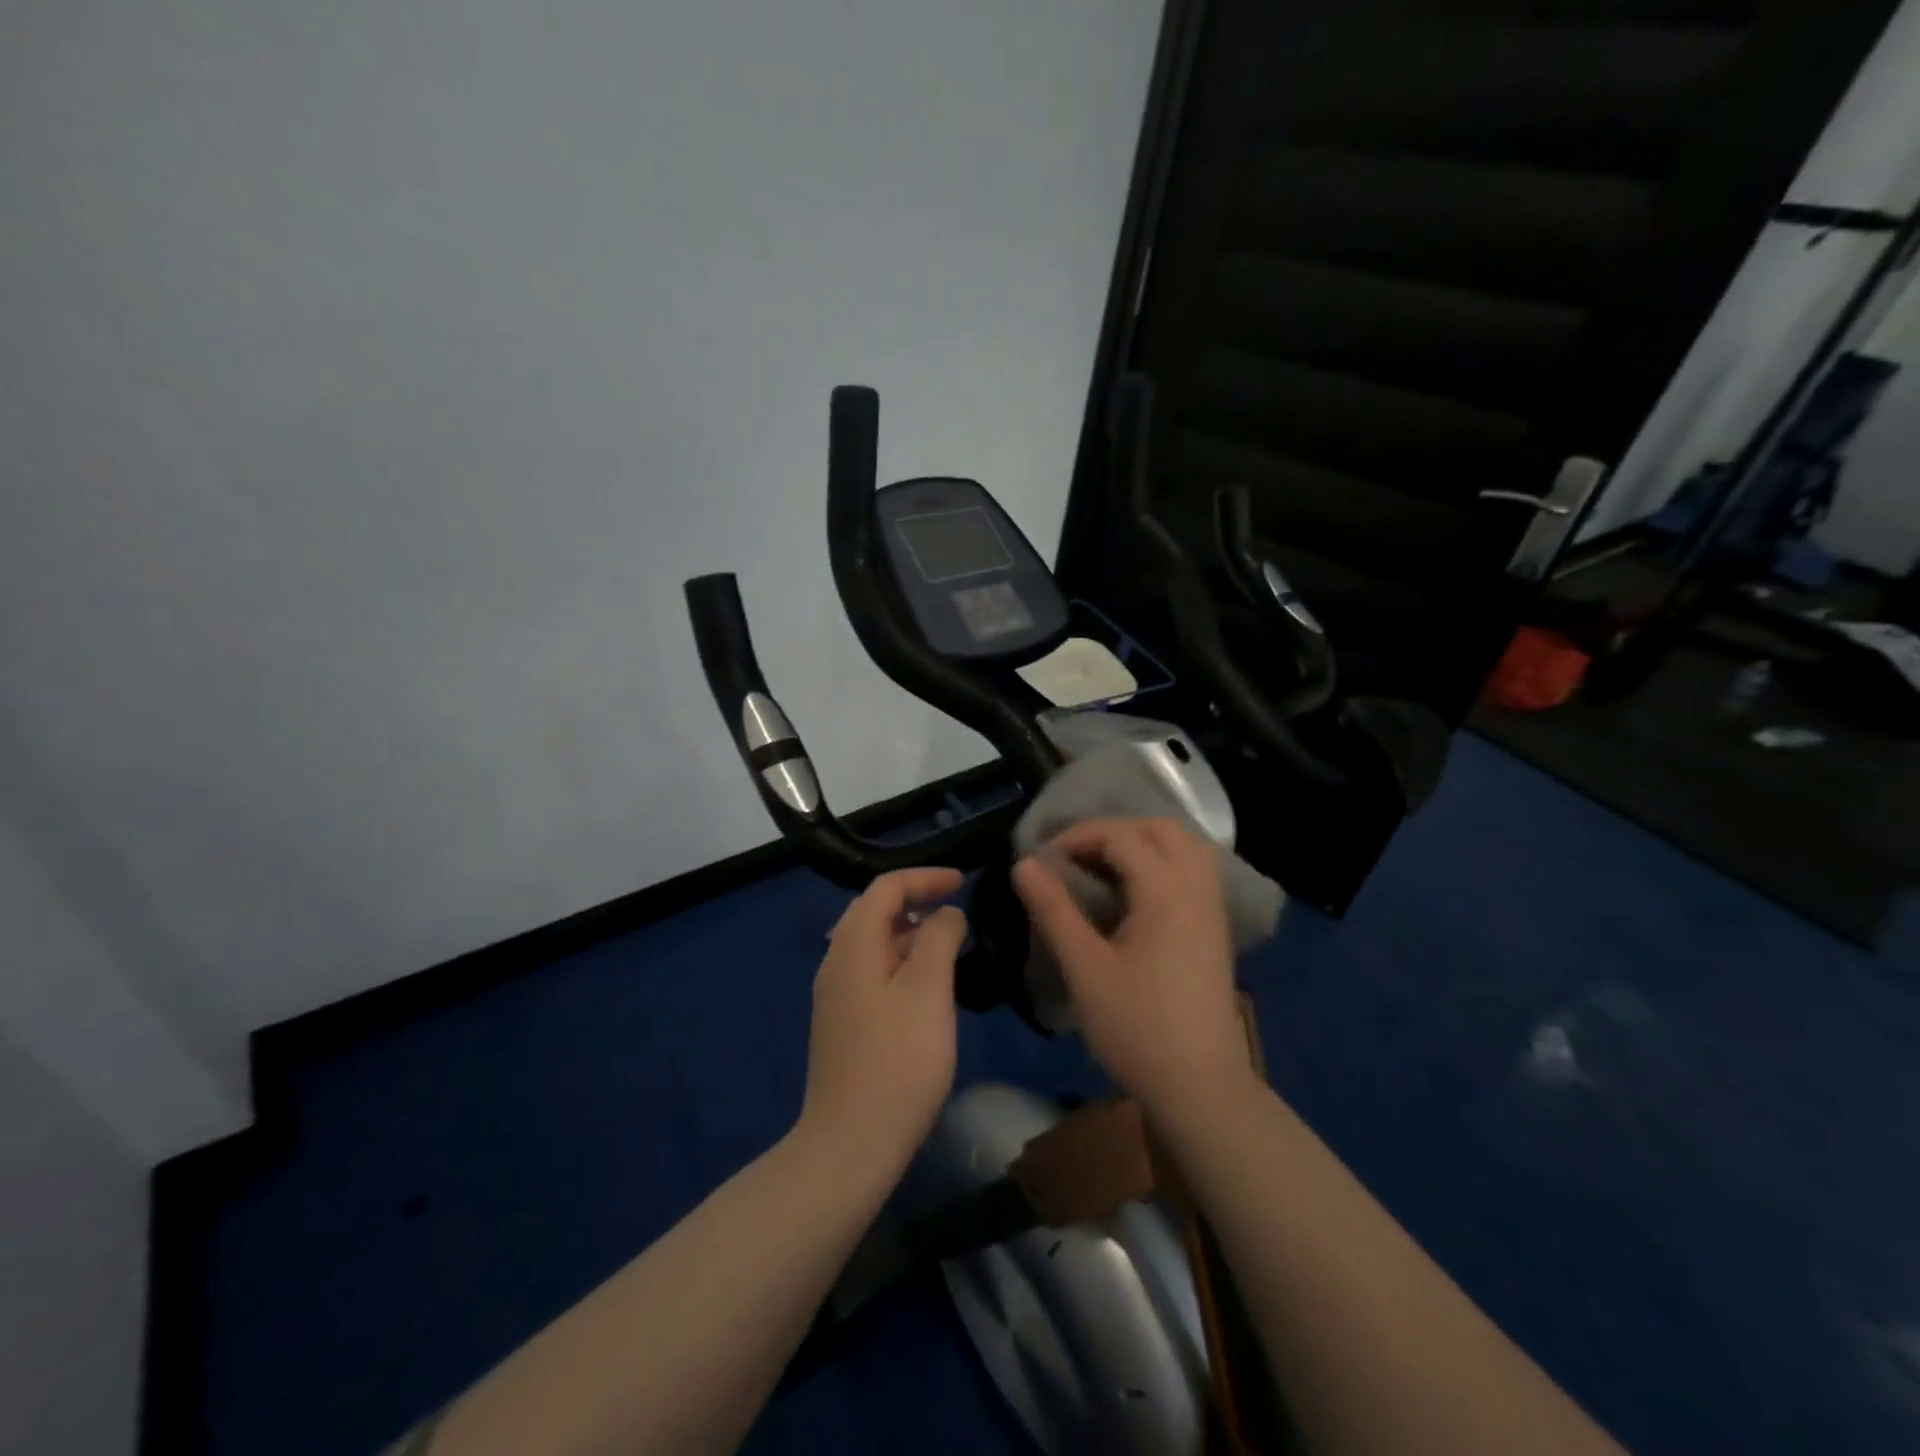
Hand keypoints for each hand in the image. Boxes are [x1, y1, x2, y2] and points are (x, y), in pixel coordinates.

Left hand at [798, 867, 967, 1171]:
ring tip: (950, 945)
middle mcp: (836, 961)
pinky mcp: (843, 1023)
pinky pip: (873, 972)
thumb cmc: (898, 1059)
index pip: (885, 888)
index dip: (925, 878)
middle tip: (958, 909)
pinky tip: (927, 987)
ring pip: (874, 944)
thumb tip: (945, 913)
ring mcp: (836, 995)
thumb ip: (939, 938)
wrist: (851, 1144)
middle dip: (916, 901)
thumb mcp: (928, 990)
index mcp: (853, 945)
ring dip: (911, 934)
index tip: (963, 882)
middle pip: (874, 911)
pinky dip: (902, 962)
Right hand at [1014, 818, 1254, 1118]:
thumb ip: (1054, 909)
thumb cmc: (1138, 1027)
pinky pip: (1192, 870)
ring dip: (1142, 842)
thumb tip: (1024, 864)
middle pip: (1160, 828)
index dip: (1077, 838)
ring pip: (1183, 846)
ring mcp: (1212, 907)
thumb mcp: (1085, 967)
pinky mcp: (1215, 928)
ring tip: (1102, 866)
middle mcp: (1196, 886)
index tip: (1042, 862)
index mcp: (1166, 890)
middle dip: (1113, 830)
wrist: (1201, 1087)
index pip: (1120, 836)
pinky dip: (1162, 862)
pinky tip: (1135, 891)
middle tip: (1075, 855)